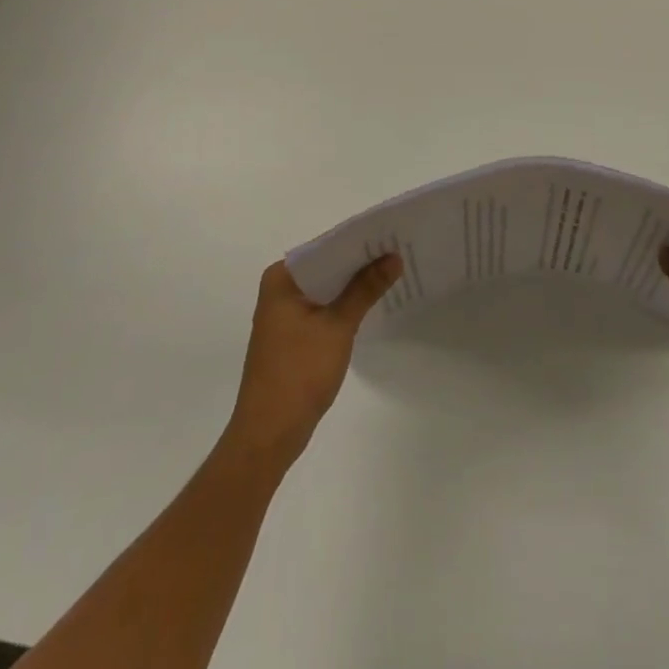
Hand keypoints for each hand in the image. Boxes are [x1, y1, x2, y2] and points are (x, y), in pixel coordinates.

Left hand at [224, 256, 400, 469]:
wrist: (269, 434)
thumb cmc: (299, 373)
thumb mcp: (338, 326)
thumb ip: (365, 289)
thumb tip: (393, 257)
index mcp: (281, 278)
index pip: (325, 247)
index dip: (358, 241)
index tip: (391, 233)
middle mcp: (279, 289)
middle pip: (326, 266)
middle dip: (360, 262)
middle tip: (399, 250)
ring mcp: (284, 314)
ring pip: (326, 288)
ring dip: (354, 284)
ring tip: (393, 271)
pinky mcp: (292, 335)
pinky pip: (323, 307)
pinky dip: (344, 304)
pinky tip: (371, 303)